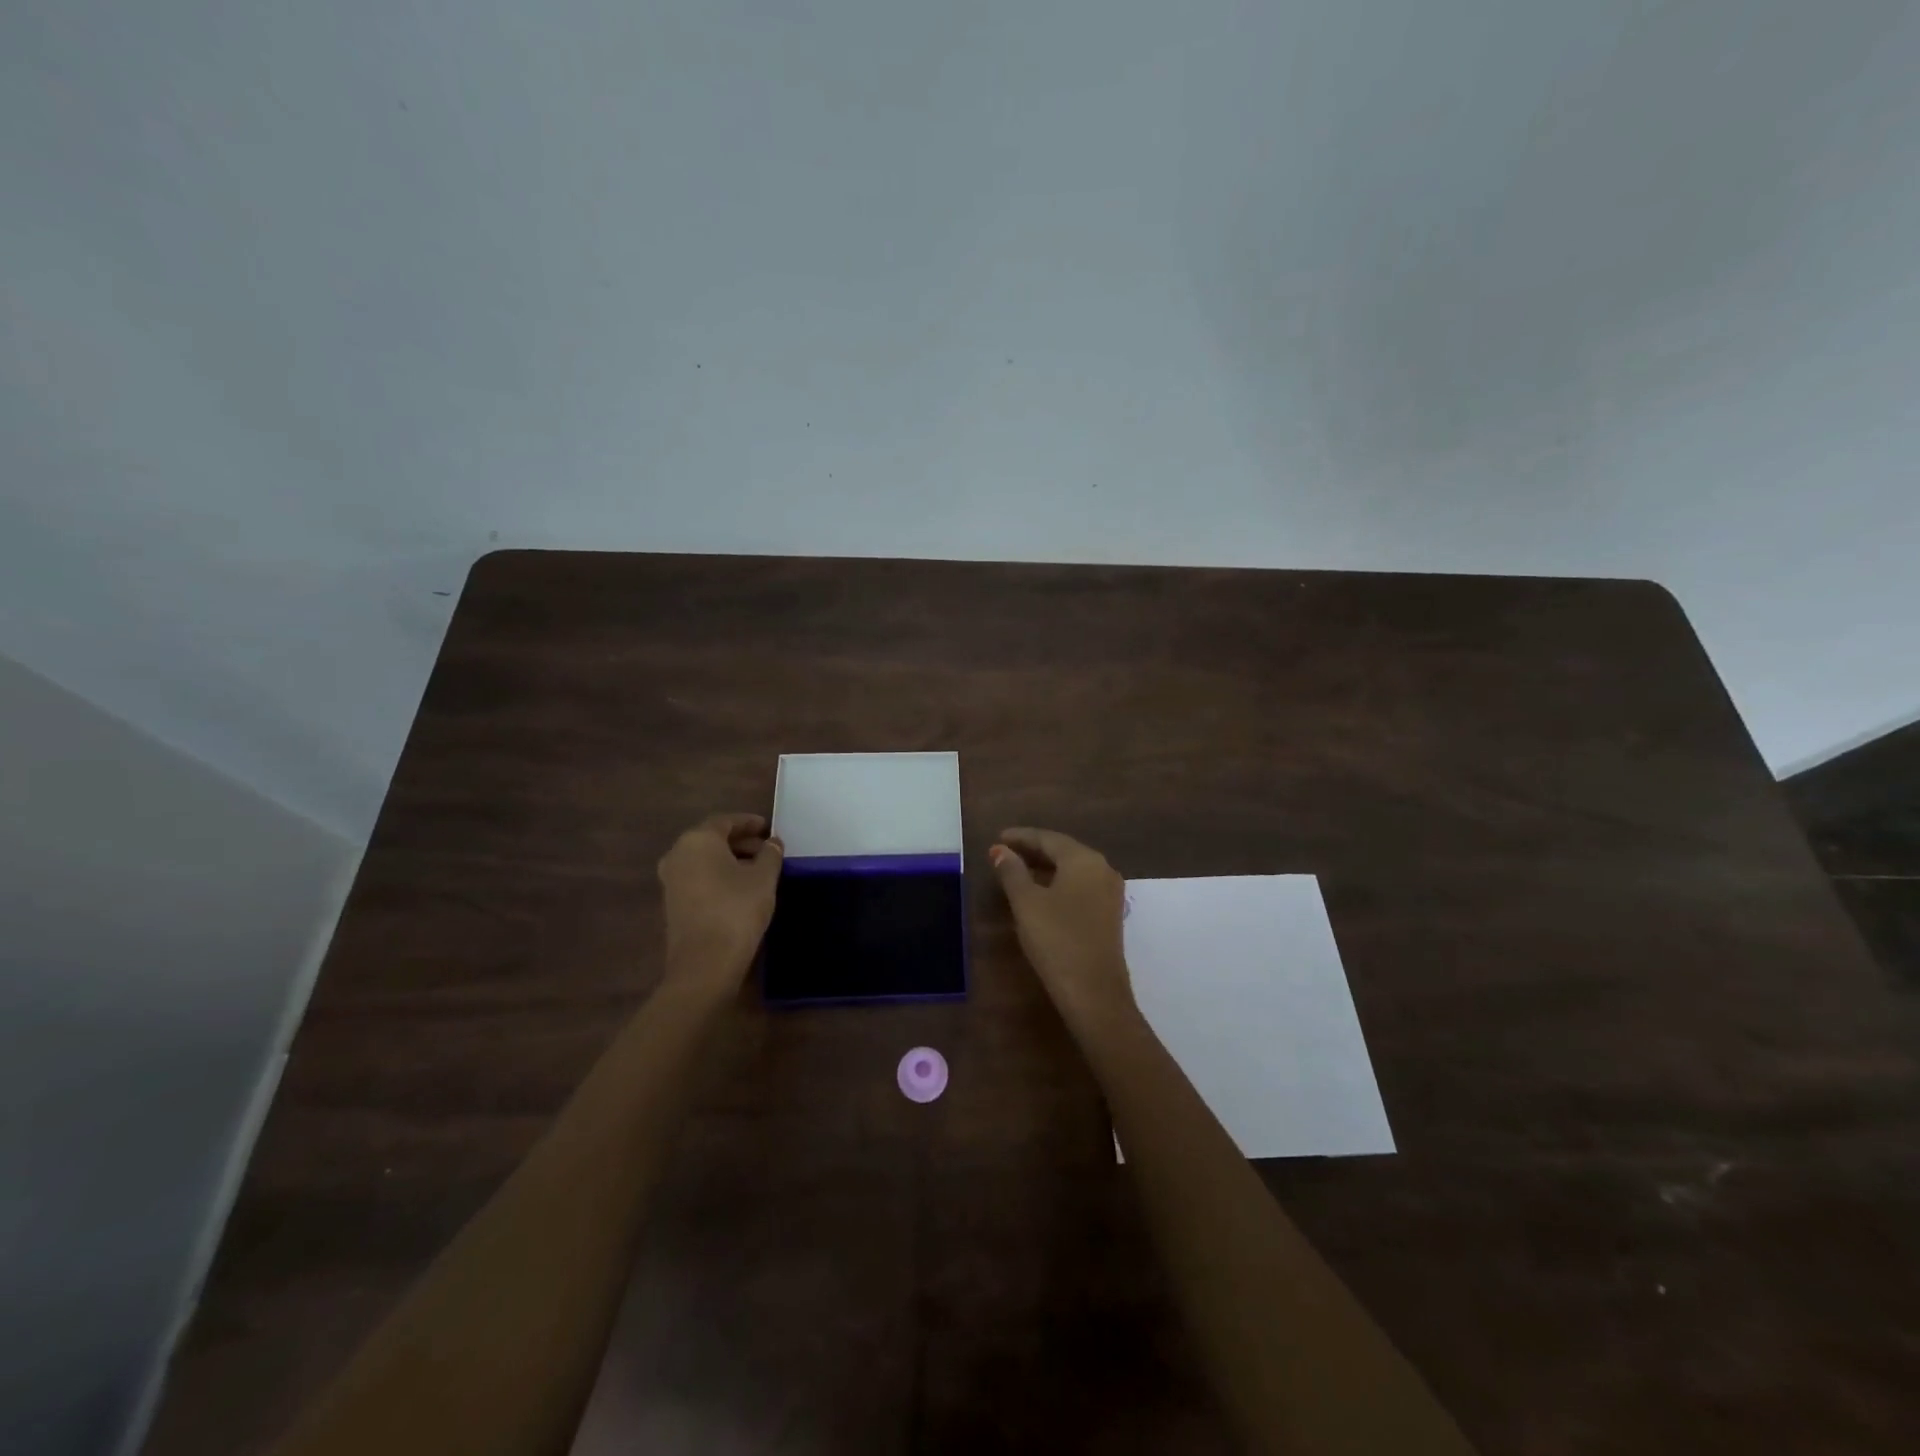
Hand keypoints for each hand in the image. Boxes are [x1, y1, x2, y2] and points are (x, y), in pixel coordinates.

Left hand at [657, 813, 783, 992]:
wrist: (705, 963)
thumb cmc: (737, 909)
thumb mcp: (764, 878)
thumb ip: (770, 854)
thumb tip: (772, 843)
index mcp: (698, 840)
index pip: (726, 821)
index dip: (749, 823)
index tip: (769, 828)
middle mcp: (678, 855)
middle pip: (712, 840)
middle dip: (741, 842)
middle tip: (767, 850)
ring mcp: (671, 881)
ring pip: (705, 861)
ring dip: (730, 860)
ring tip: (759, 870)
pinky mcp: (672, 904)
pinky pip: (699, 879)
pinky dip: (719, 877)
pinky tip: (741, 889)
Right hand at [990, 828, 1134, 1025]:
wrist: (1094, 993)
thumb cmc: (1057, 941)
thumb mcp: (1026, 903)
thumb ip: (1012, 872)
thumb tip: (1000, 850)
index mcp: (1084, 860)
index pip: (1048, 838)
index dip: (1021, 837)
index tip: (998, 838)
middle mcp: (1102, 869)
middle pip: (1063, 851)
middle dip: (1033, 850)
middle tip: (1004, 853)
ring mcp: (1109, 893)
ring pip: (1073, 869)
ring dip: (1045, 868)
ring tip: (1017, 871)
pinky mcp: (1109, 914)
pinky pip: (1080, 886)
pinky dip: (1058, 883)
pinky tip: (1040, 893)